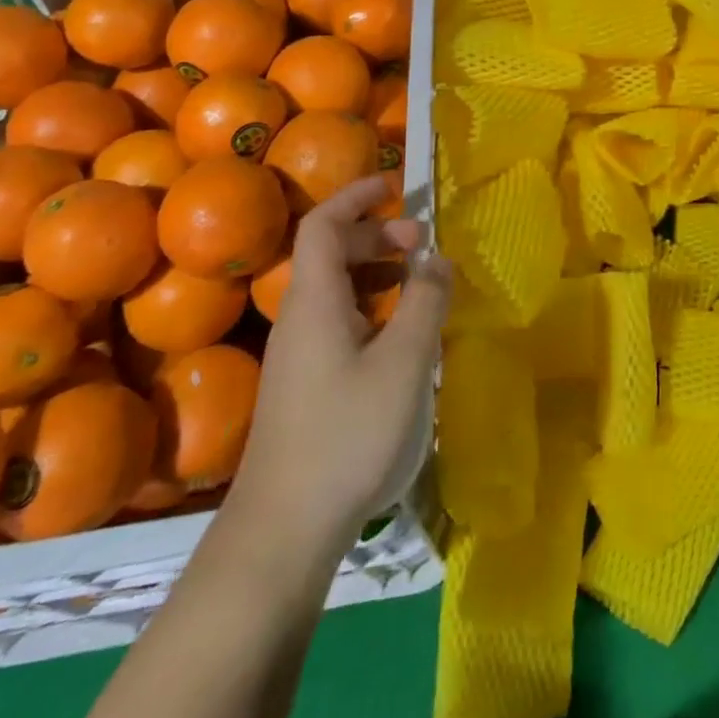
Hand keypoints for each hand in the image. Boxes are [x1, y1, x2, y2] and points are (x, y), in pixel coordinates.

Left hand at [226, 175, 450, 566]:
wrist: (282, 531)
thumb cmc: (346, 434)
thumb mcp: (404, 361)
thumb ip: (425, 301)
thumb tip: (436, 257)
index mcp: (314, 300)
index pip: (323, 224)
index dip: (355, 196)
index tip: (394, 186)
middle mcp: (300, 317)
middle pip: (330, 252)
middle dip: (376, 234)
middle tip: (421, 244)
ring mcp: (299, 352)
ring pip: (335, 288)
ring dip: (376, 270)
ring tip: (418, 282)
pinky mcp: (305, 382)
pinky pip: (339, 319)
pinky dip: (371, 305)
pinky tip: (400, 332)